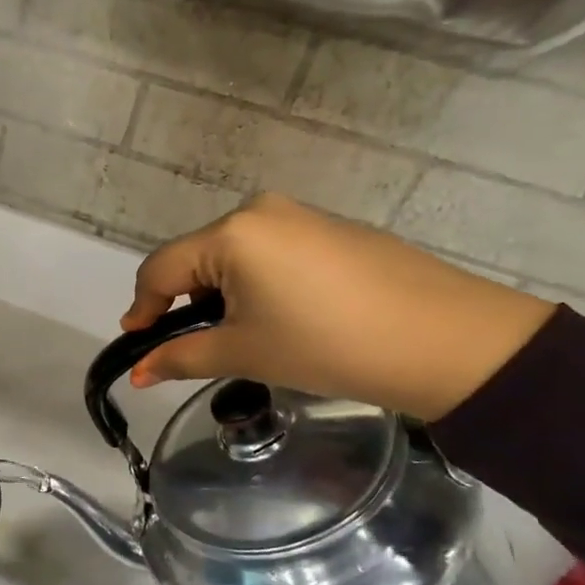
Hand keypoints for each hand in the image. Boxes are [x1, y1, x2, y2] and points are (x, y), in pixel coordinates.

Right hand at [121, 195, 555, 421]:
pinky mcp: (330, 228)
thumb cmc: (328, 345)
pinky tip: (284, 317)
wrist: (448, 341)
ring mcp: (299, 215)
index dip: (142, 309)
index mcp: (230, 233)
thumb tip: (138, 373)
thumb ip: (181, 358)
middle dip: (184, 303)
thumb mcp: (245, 353)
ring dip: (221, 294)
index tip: (137, 347)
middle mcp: (258, 211)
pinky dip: (257, 283)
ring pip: (233, 255)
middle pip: (196, 258)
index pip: (160, 269)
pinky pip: (270, 252)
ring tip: (242, 336)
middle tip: (192, 348)